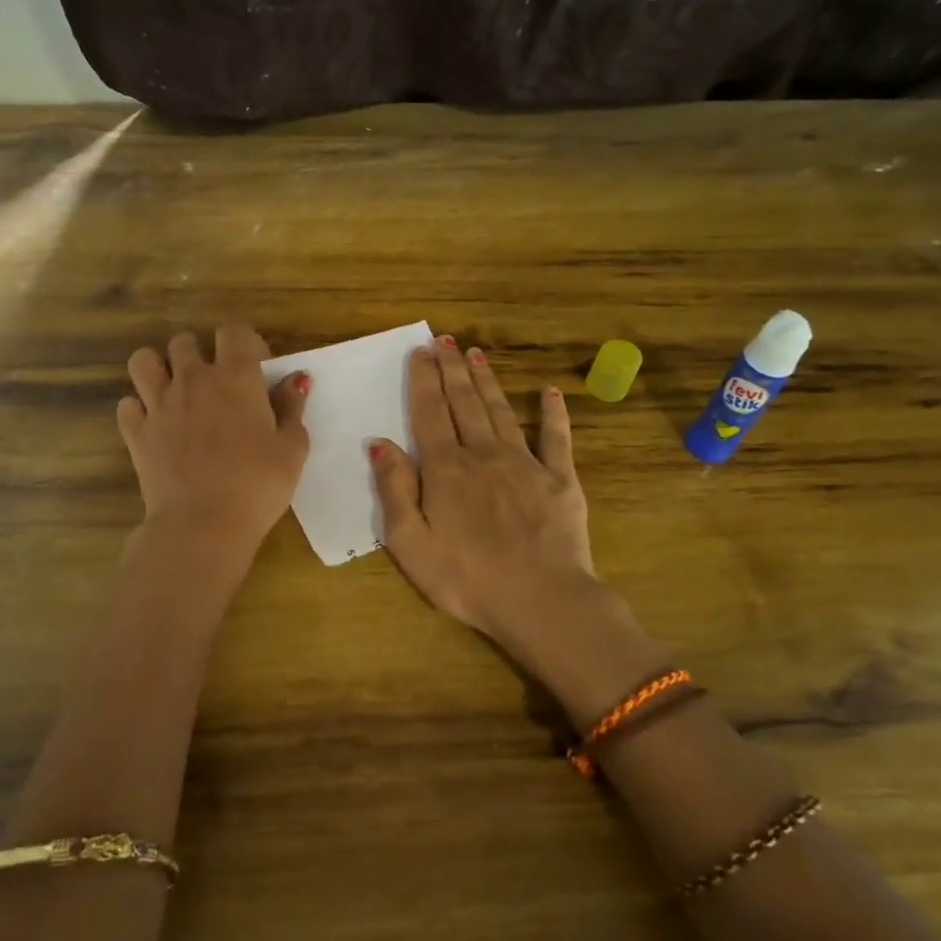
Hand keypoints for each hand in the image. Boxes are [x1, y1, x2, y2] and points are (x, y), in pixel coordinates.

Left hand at [117, 323, 309, 557]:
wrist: (202, 525)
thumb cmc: (257, 486)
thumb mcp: (292, 448)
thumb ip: (292, 407)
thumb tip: (296, 379)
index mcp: (235, 378)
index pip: (233, 332)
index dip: (245, 343)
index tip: (256, 367)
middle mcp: (193, 380)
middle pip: (185, 341)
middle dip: (200, 353)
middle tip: (215, 382)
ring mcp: (158, 404)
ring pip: (144, 361)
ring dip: (159, 368)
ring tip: (174, 390)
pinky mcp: (136, 432)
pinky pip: (127, 404)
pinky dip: (139, 409)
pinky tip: (155, 425)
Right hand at [370, 338, 596, 652]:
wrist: (541, 601)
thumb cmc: (466, 579)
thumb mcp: (411, 543)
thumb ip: (394, 489)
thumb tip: (380, 443)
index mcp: (446, 469)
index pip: (430, 413)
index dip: (424, 380)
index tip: (420, 351)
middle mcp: (483, 455)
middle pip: (464, 403)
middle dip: (452, 369)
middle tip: (444, 339)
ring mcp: (525, 464)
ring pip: (501, 411)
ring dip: (487, 381)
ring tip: (476, 354)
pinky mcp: (560, 479)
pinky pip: (556, 438)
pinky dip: (552, 413)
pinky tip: (549, 392)